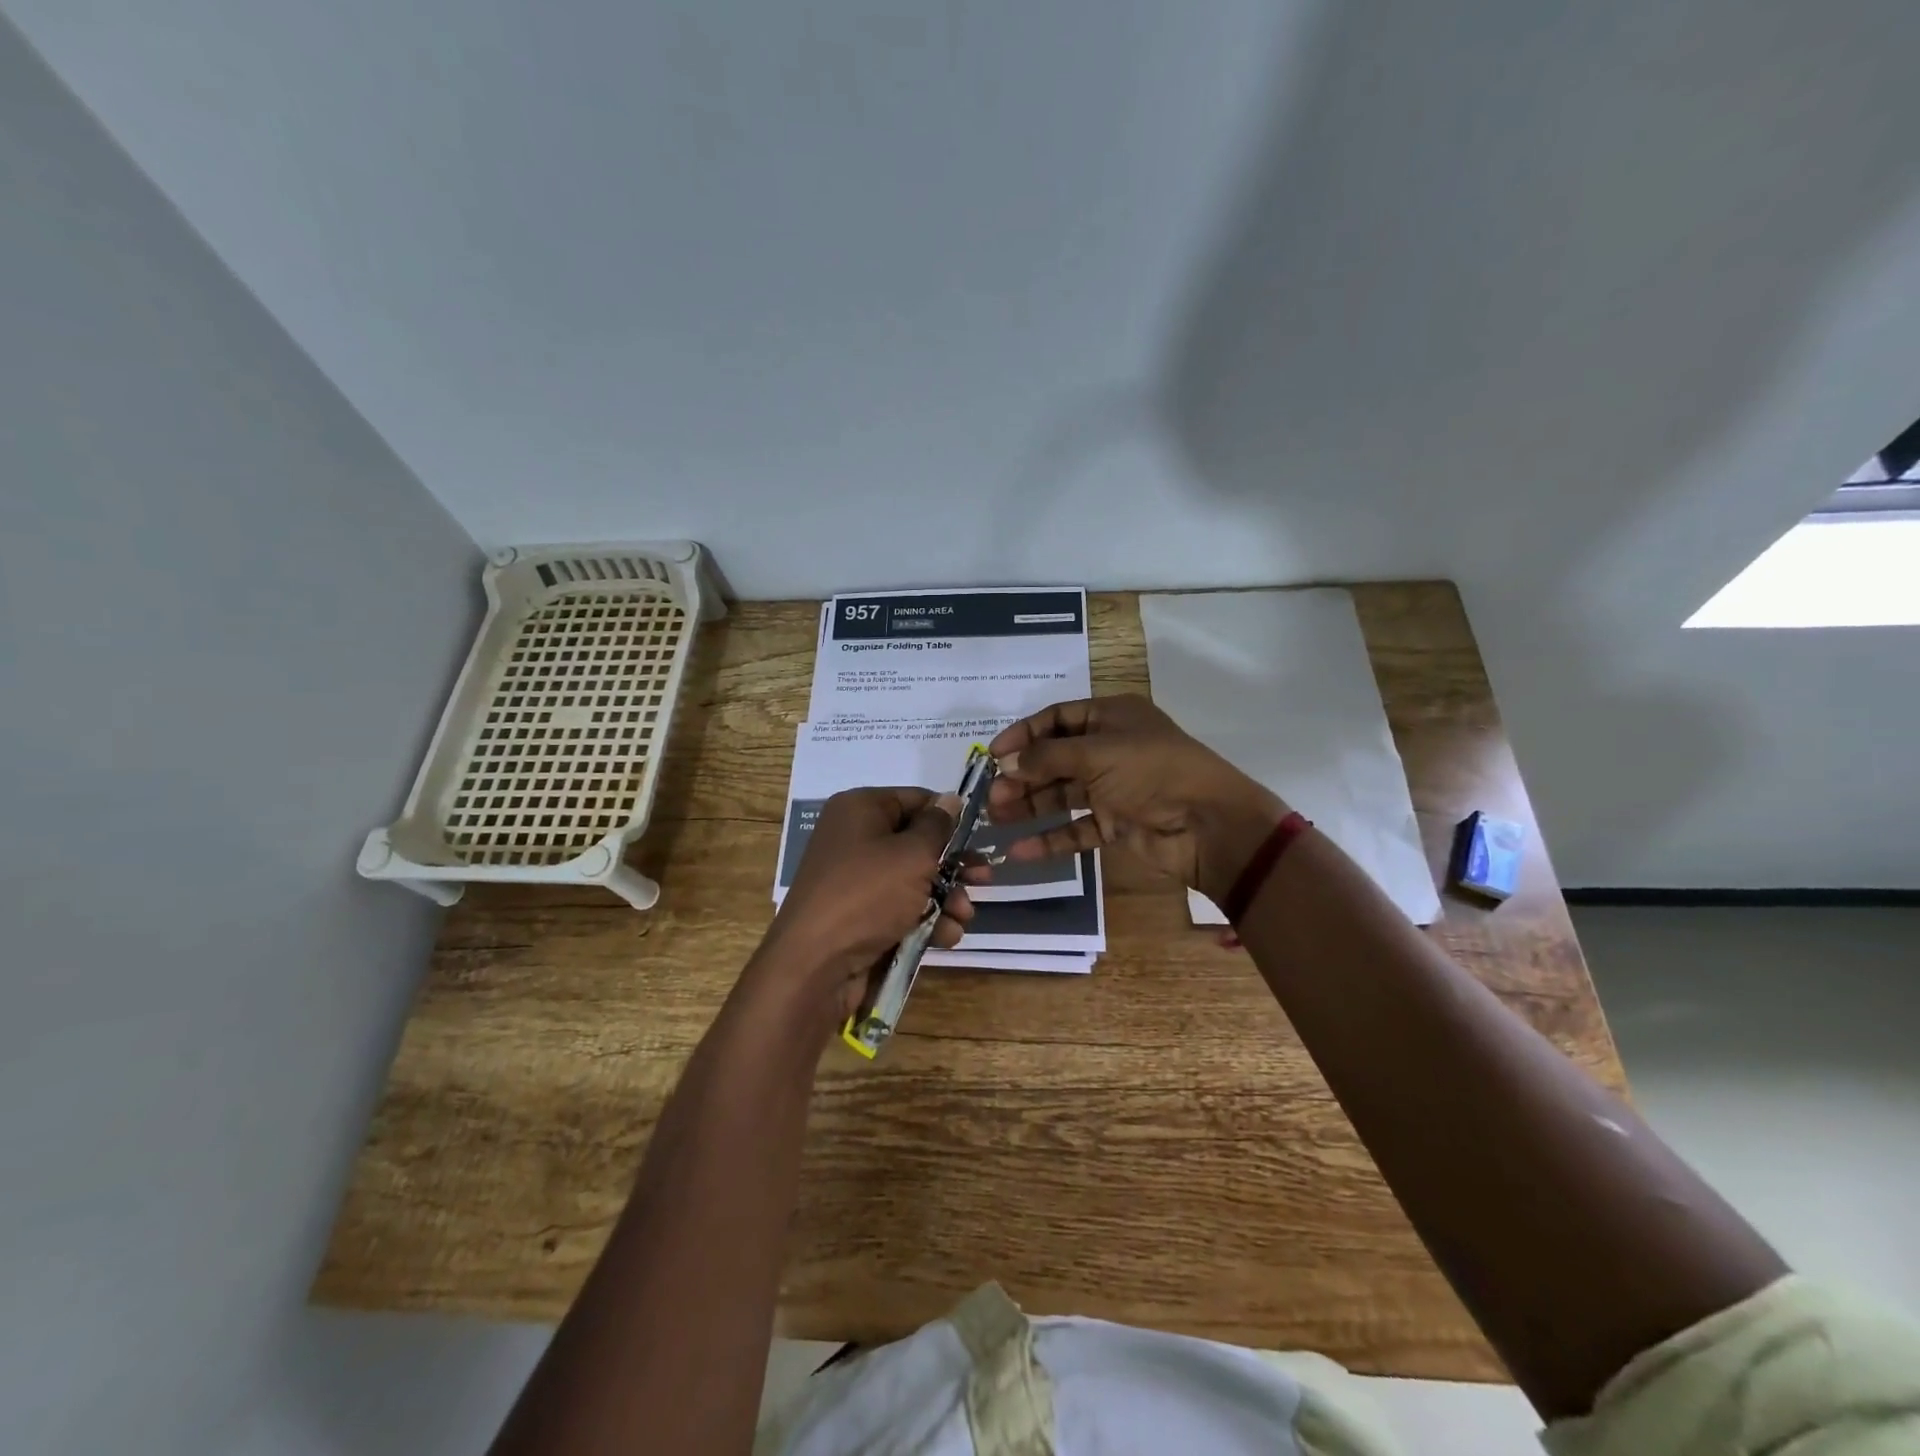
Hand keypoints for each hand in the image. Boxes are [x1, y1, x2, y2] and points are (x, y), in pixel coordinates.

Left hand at [752, 787, 973, 1029]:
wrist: (815, 965)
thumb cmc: (867, 894)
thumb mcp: (912, 855)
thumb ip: (939, 827)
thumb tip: (951, 799)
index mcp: (860, 810)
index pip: (915, 800)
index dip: (949, 817)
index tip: (979, 836)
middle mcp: (855, 839)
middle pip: (918, 843)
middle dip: (954, 865)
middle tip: (984, 880)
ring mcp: (856, 880)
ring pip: (914, 880)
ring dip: (946, 897)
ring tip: (964, 916)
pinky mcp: (860, 916)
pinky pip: (901, 908)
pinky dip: (926, 920)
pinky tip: (945, 936)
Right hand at [986, 695, 1287, 901]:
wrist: (1209, 824)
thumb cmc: (1152, 771)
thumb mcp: (1097, 753)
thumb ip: (1047, 757)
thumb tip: (1005, 764)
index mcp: (1111, 717)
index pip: (1057, 718)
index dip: (1024, 734)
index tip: (993, 755)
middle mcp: (1110, 748)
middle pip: (1055, 759)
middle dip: (1022, 775)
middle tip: (992, 794)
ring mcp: (1113, 788)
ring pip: (1062, 794)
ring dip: (1030, 805)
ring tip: (996, 818)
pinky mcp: (1117, 824)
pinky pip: (1076, 828)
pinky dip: (1050, 838)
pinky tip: (1020, 850)